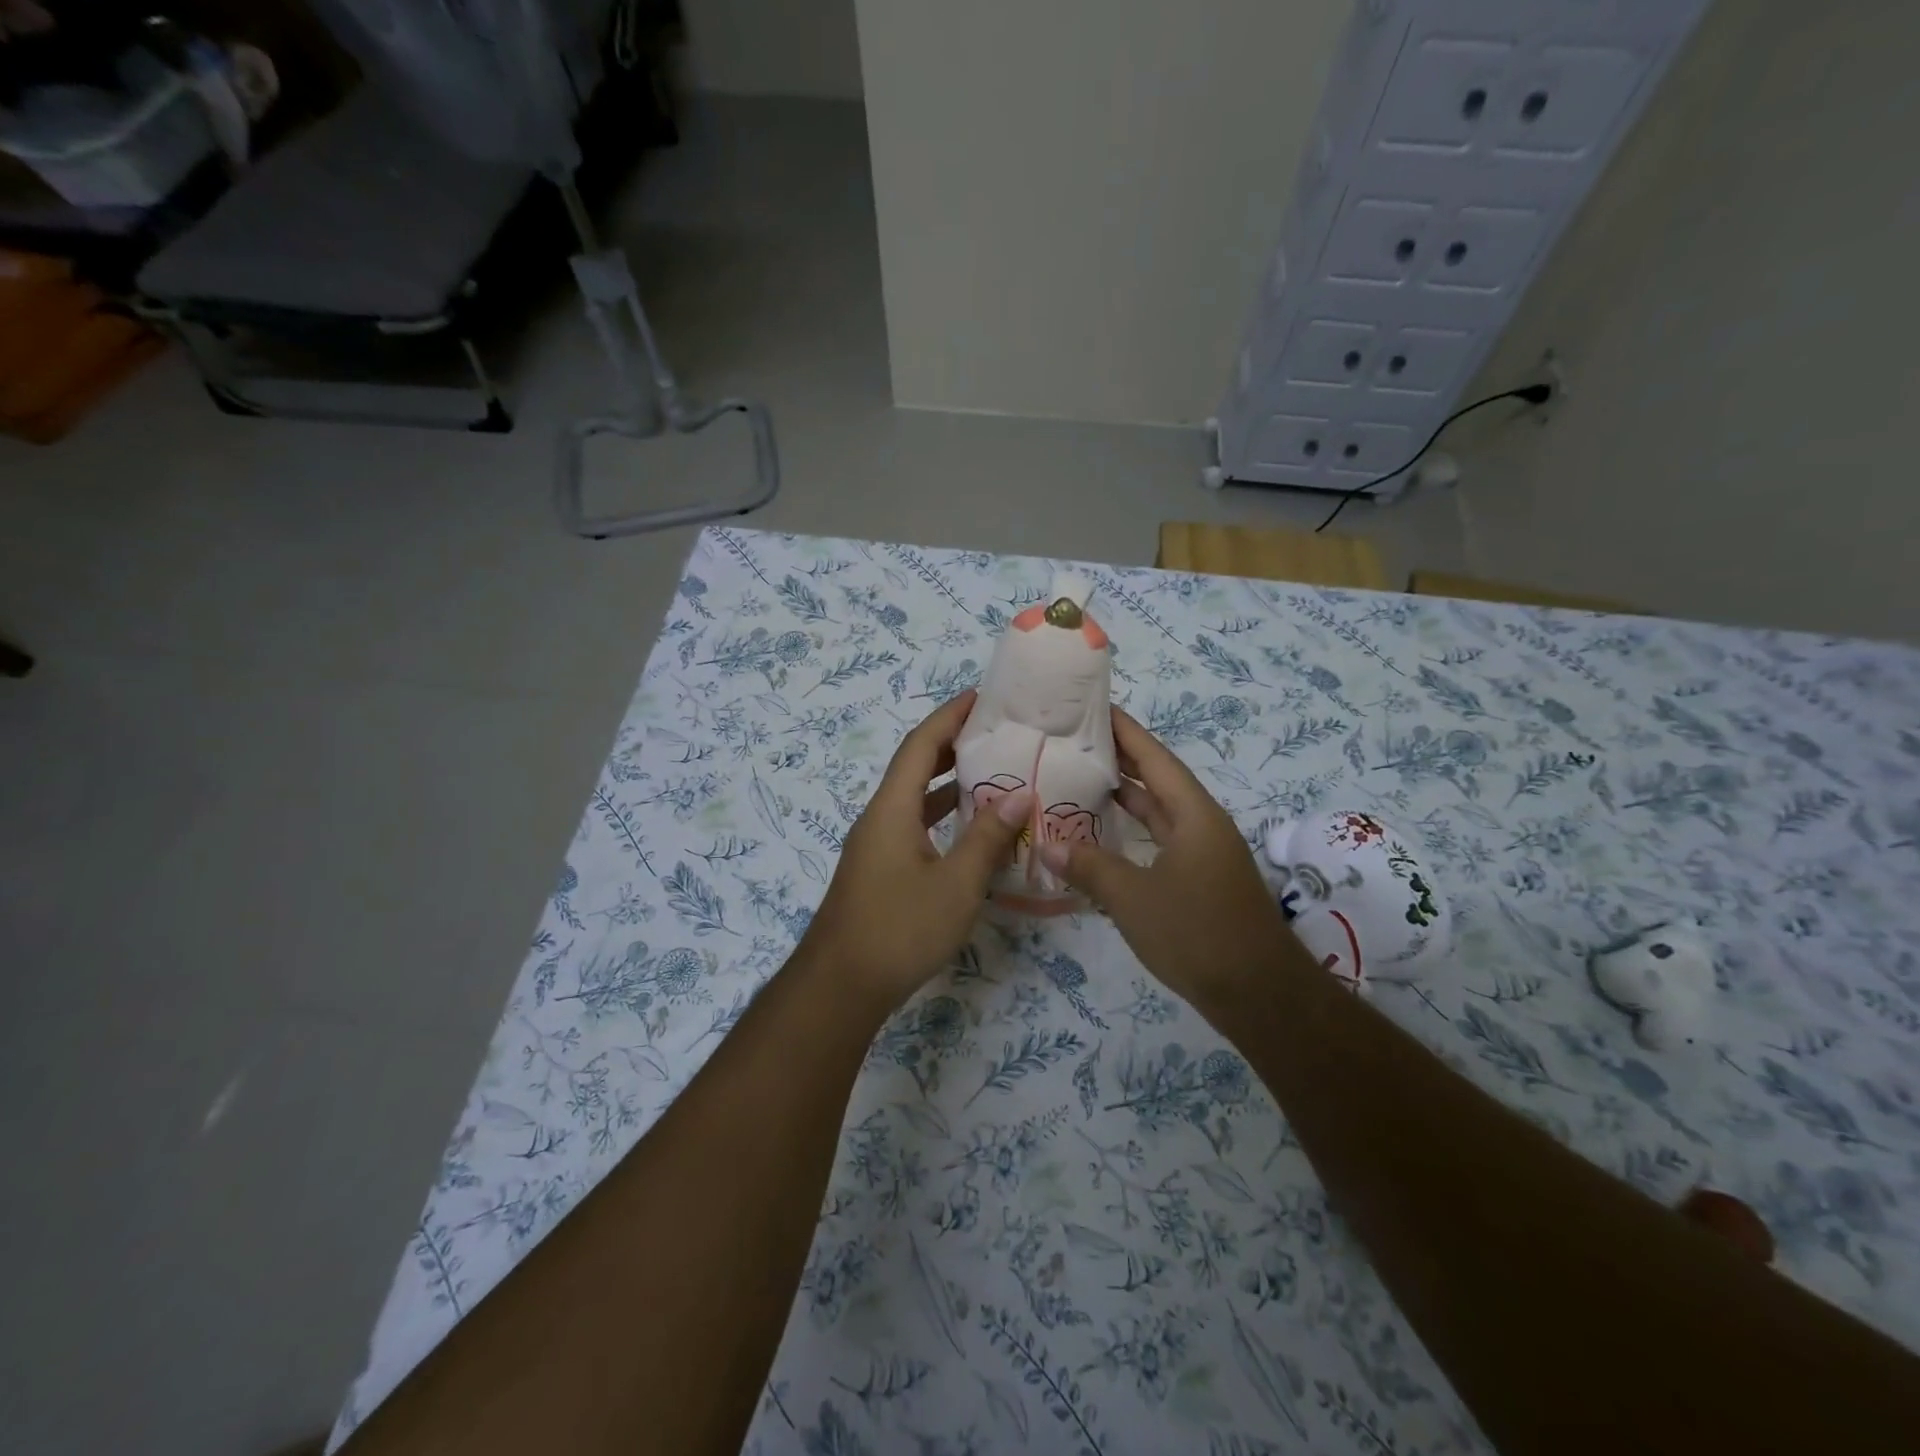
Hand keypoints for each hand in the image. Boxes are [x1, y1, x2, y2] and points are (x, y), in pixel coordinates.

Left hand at [800, 690, 1032, 1012]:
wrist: (840, 987)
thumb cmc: (899, 929)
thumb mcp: (956, 884)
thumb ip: (988, 837)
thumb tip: (1020, 793)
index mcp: (892, 809)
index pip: (920, 745)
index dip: (949, 716)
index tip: (981, 697)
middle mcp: (879, 817)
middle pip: (914, 766)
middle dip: (951, 743)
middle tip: (995, 731)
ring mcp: (876, 845)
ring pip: (914, 798)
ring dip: (947, 781)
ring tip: (990, 770)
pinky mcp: (880, 870)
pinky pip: (914, 825)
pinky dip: (941, 815)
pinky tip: (970, 828)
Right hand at [1037, 707, 1291, 1006]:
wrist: (1259, 995)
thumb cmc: (1197, 933)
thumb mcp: (1133, 898)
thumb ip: (1089, 867)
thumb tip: (1046, 843)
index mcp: (1194, 814)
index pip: (1155, 758)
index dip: (1126, 731)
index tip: (1095, 707)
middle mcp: (1202, 825)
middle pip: (1158, 780)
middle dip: (1121, 759)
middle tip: (1076, 741)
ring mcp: (1203, 854)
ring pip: (1160, 812)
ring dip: (1126, 797)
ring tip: (1082, 779)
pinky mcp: (1200, 881)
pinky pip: (1160, 841)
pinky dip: (1133, 832)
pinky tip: (1104, 837)